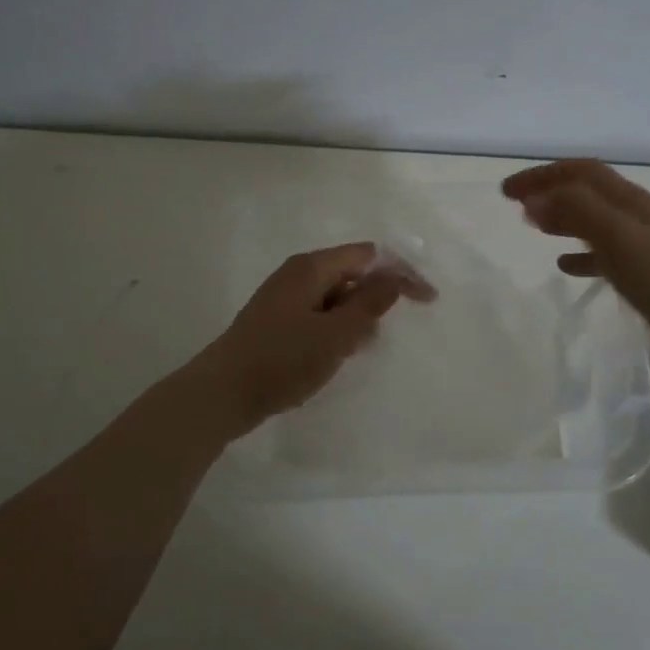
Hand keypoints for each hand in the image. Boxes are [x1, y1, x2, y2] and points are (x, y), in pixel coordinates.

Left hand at [191, 243, 412, 433]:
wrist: (222, 393)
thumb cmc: (282, 360)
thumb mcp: (335, 334)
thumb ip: (369, 304)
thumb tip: (395, 277)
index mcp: (311, 268)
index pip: (368, 255)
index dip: (401, 273)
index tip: (428, 301)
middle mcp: (297, 275)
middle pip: (351, 274)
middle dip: (374, 300)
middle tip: (381, 335)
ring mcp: (284, 299)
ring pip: (335, 299)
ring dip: (354, 320)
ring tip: (355, 351)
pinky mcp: (277, 323)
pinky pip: (318, 317)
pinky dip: (334, 331)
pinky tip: (335, 357)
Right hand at [502, 159, 649, 385]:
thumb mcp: (619, 238)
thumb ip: (577, 212)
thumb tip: (534, 200)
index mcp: (631, 203)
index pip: (581, 173)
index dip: (543, 175)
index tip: (506, 191)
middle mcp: (636, 219)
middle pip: (587, 193)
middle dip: (550, 192)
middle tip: (515, 204)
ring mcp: (643, 249)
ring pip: (593, 223)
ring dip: (563, 219)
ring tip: (534, 227)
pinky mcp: (646, 279)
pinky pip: (604, 258)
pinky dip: (580, 256)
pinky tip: (565, 267)